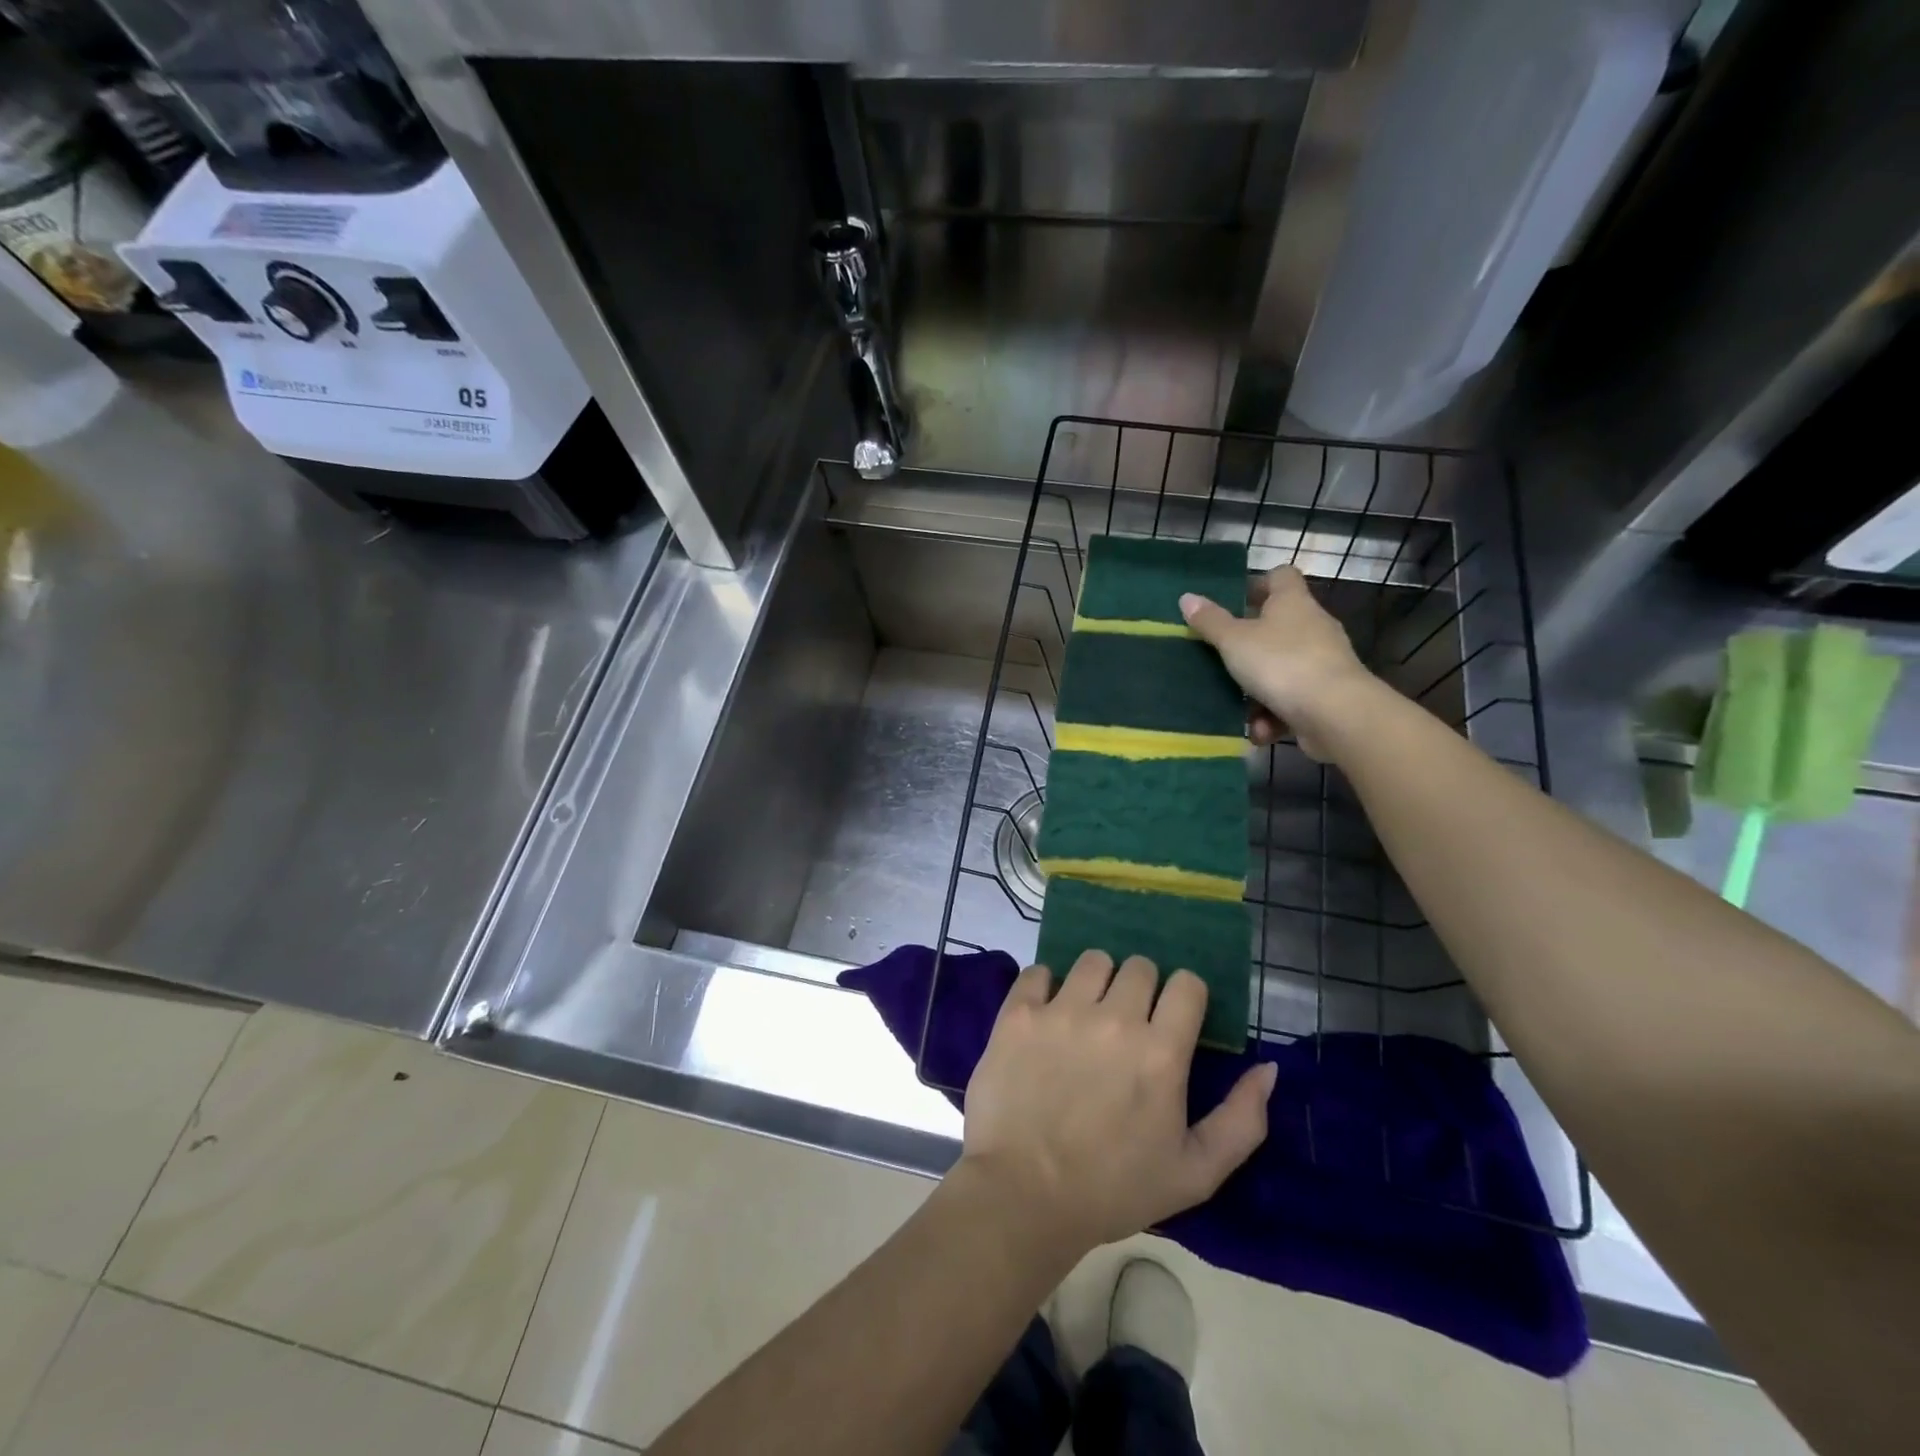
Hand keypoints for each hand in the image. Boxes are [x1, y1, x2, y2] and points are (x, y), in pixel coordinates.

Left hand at [958, 952, 1277, 1258]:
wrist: (1024, 1195)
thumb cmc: (1114, 1189)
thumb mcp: (1196, 1173)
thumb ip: (1242, 1119)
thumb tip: (1268, 1068)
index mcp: (1160, 1052)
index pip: (1187, 983)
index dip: (1185, 997)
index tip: (1174, 1019)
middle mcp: (1113, 1019)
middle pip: (1140, 966)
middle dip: (1142, 989)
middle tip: (1129, 1022)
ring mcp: (1061, 1012)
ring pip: (1093, 960)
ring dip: (1097, 981)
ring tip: (1088, 1013)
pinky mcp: (1018, 1013)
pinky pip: (1038, 971)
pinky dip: (1045, 986)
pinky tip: (1046, 1014)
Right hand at [1179, 565, 1375, 759]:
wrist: (1335, 714)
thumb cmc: (1281, 664)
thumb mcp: (1234, 641)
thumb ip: (1210, 621)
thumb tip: (1187, 597)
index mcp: (1292, 603)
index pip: (1280, 576)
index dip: (1257, 583)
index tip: (1233, 600)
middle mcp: (1313, 626)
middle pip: (1279, 625)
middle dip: (1250, 644)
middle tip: (1222, 656)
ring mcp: (1324, 662)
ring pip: (1282, 669)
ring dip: (1258, 690)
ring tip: (1236, 708)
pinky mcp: (1328, 696)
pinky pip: (1293, 700)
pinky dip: (1274, 715)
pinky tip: (1260, 731)